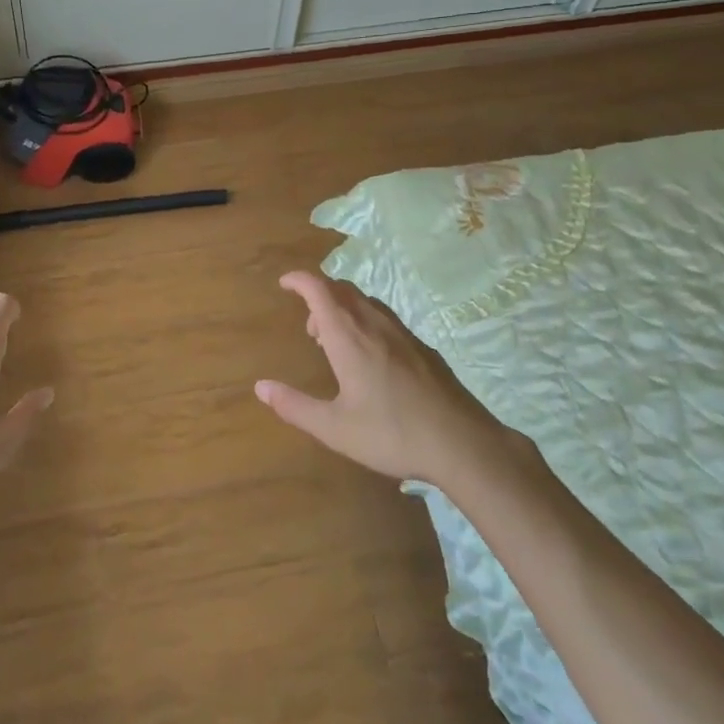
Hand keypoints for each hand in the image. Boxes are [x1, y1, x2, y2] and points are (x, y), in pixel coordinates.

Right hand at [256, 271, 519, 487]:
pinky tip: (371, 357)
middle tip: (310, 328)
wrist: (462, 443)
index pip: (319, 289)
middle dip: (320, 296)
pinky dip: (365, 321)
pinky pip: (385, 318)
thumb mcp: (335, 428)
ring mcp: (402, 333)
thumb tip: (260, 387)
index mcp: (349, 337)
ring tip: (336, 342)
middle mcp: (374, 325)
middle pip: (342, 289)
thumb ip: (295, 406)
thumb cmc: (391, 434)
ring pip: (366, 302)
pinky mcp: (422, 347)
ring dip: (343, 309)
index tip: (284, 283)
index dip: (299, 280)